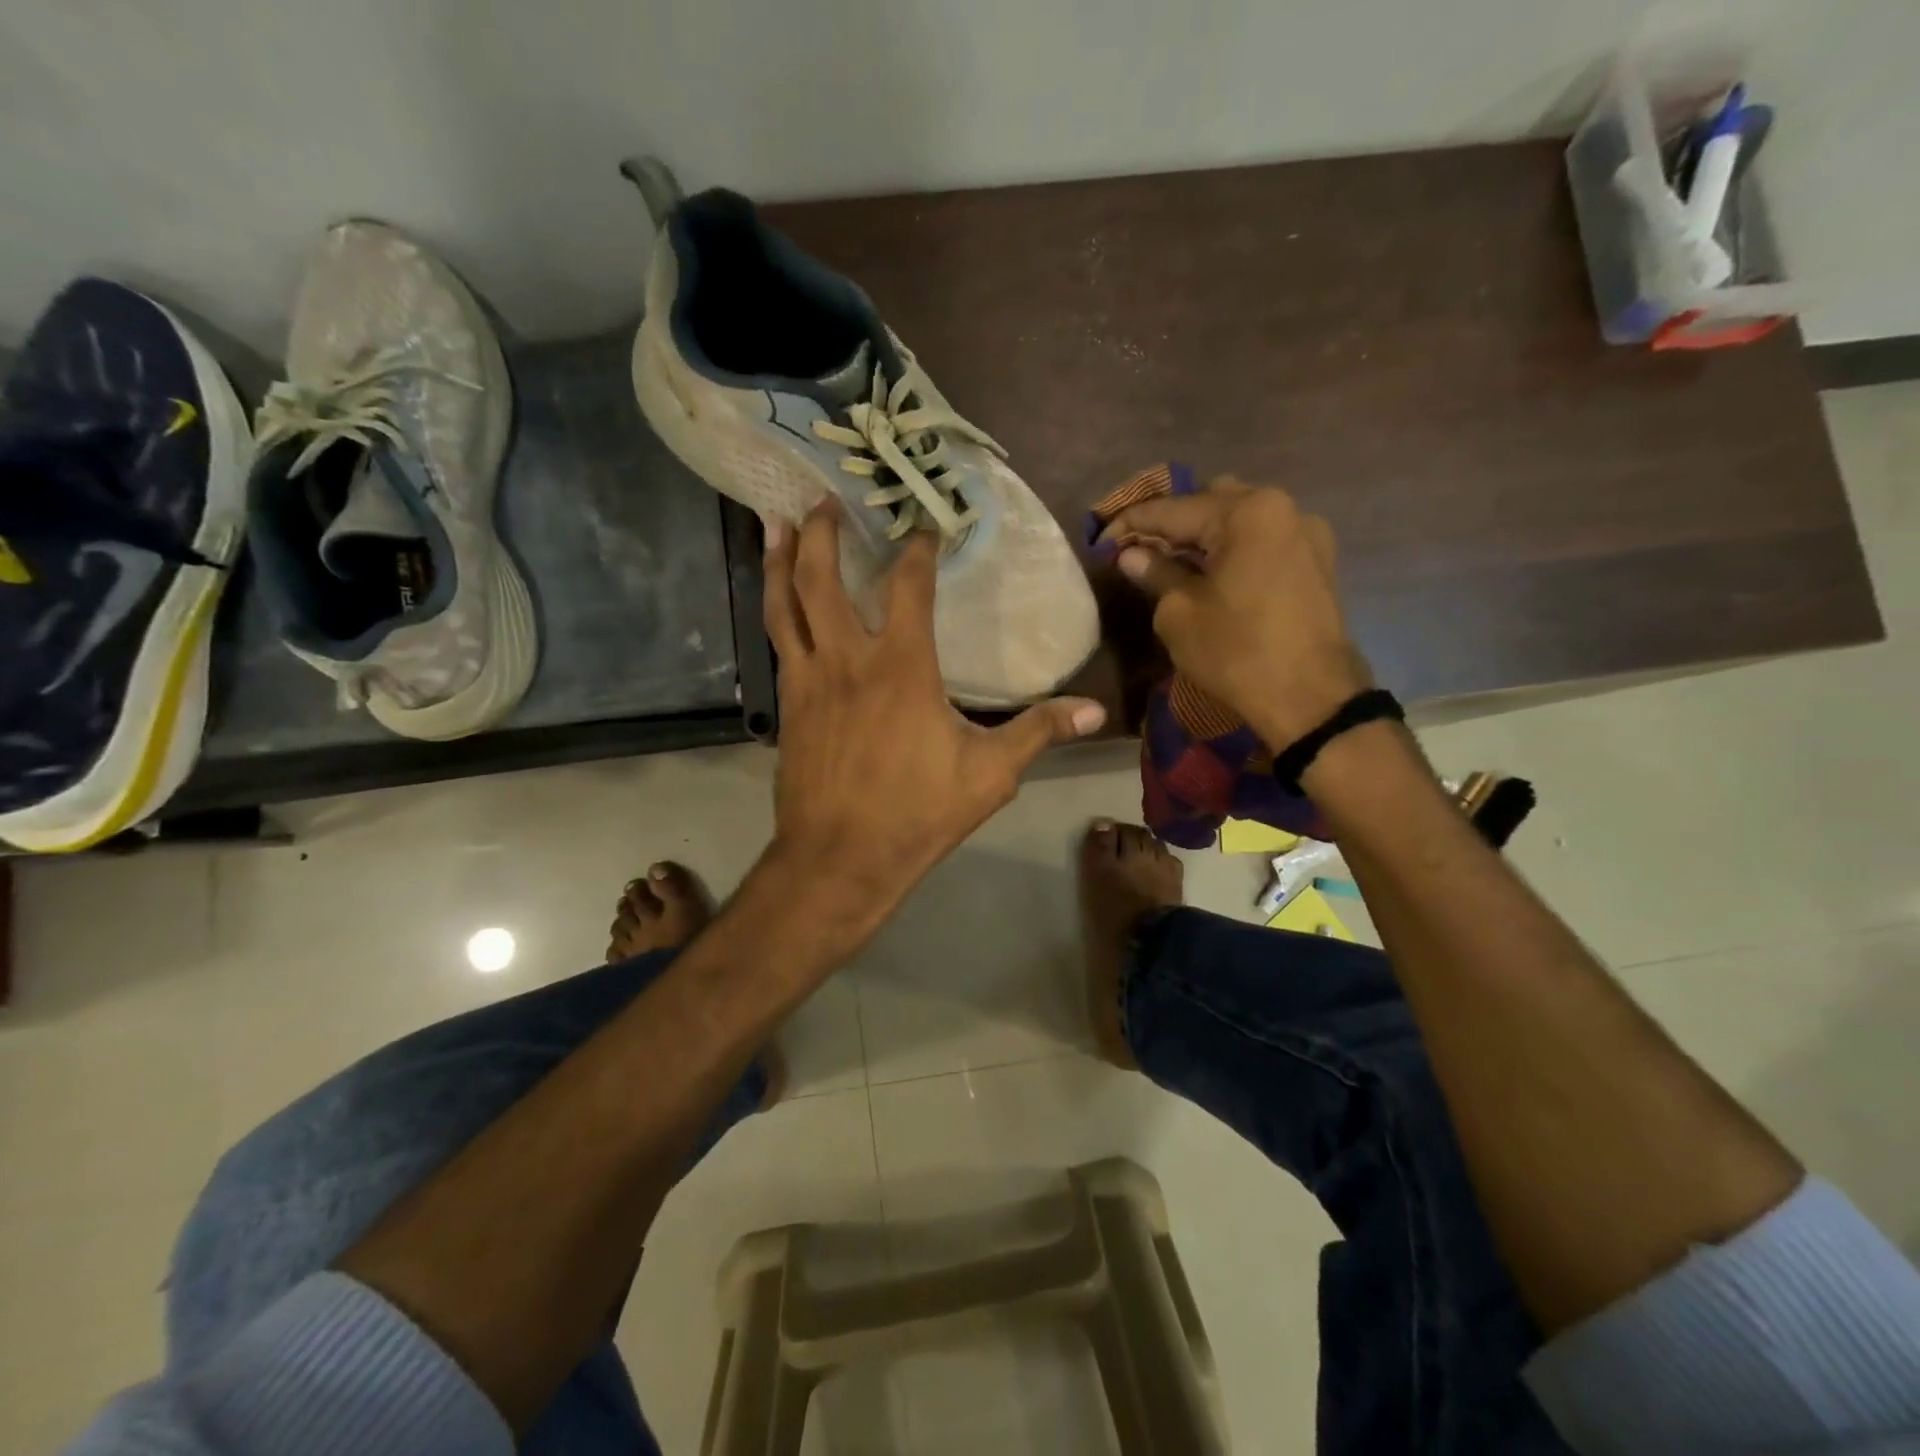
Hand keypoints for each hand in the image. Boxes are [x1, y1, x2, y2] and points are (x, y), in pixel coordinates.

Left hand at [760, 502, 1105, 960]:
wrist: (839, 858)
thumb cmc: (917, 813)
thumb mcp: (990, 774)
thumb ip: (1039, 732)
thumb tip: (1094, 710)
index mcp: (902, 666)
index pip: (909, 586)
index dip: (917, 550)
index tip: (924, 528)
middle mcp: (848, 658)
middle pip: (822, 578)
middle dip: (821, 532)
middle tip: (822, 500)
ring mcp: (809, 680)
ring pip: (784, 605)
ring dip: (778, 559)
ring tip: (773, 522)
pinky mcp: (788, 706)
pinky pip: (778, 642)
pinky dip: (775, 610)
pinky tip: (777, 603)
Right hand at [1099, 476, 1370, 747]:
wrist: (1311, 699)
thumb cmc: (1237, 652)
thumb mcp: (1179, 614)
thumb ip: (1155, 573)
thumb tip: (1132, 555)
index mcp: (1247, 512)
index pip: (1173, 509)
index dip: (1130, 523)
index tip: (1100, 539)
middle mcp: (1282, 507)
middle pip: (1211, 501)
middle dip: (1170, 522)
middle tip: (1136, 548)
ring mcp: (1306, 533)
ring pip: (1239, 519)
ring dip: (1203, 534)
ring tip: (1170, 560)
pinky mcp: (1316, 561)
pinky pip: (1262, 540)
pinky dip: (1232, 548)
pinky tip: (1209, 572)